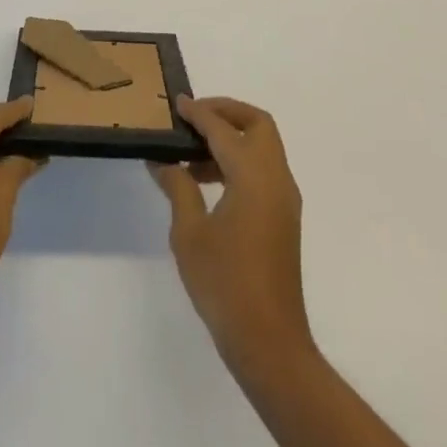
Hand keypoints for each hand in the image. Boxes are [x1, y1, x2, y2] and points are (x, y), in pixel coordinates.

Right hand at [148, 97, 312, 372]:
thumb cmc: (225, 284)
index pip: (224, 129)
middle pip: (258, 125)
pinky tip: (208, 182)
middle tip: (194, 119)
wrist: (269, 343)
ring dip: (232, 138)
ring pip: (263, 147)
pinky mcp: (283, 218)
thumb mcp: (189, 233)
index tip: (177, 103)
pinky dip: (239, 161)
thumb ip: (178, 187)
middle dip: (227, 113)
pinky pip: (263, 170)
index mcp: (253, 175)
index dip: (199, 112)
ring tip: (192, 155)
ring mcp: (284, 199)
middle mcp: (275, 178)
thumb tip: (163, 160)